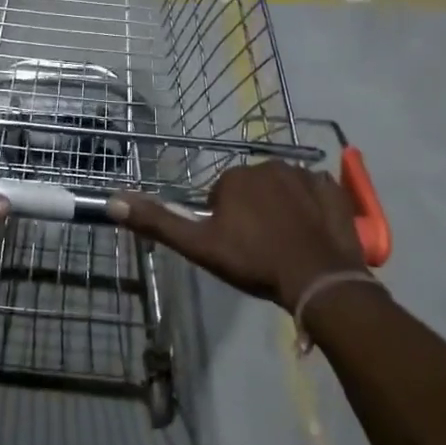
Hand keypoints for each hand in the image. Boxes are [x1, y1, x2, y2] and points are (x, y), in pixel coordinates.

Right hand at [110, 162, 365, 310]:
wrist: (317, 279)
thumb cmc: (253, 261)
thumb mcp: (199, 246)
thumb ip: (157, 222)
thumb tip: (112, 200)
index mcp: (234, 177)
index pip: (220, 196)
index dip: (223, 224)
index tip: (234, 248)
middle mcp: (269, 165)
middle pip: (251, 190)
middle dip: (251, 212)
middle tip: (258, 248)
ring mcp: (306, 175)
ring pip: (282, 190)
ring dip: (280, 209)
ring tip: (285, 245)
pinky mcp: (334, 189)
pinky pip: (314, 193)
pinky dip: (310, 208)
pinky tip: (310, 234)